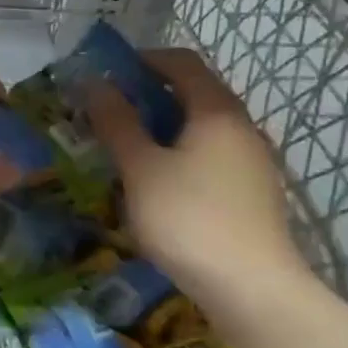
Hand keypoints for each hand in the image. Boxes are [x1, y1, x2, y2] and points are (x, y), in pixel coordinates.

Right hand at [88, 48, 309, 310]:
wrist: (251, 288)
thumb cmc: (188, 218)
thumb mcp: (141, 168)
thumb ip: (117, 123)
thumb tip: (95, 83)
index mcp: (217, 111)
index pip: (182, 62)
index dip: (143, 59)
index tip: (107, 73)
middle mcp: (242, 127)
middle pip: (195, 93)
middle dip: (149, 95)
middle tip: (109, 113)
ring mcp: (253, 161)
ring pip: (203, 128)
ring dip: (164, 127)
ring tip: (127, 149)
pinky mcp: (253, 192)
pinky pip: (212, 156)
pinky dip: (181, 153)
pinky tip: (158, 183)